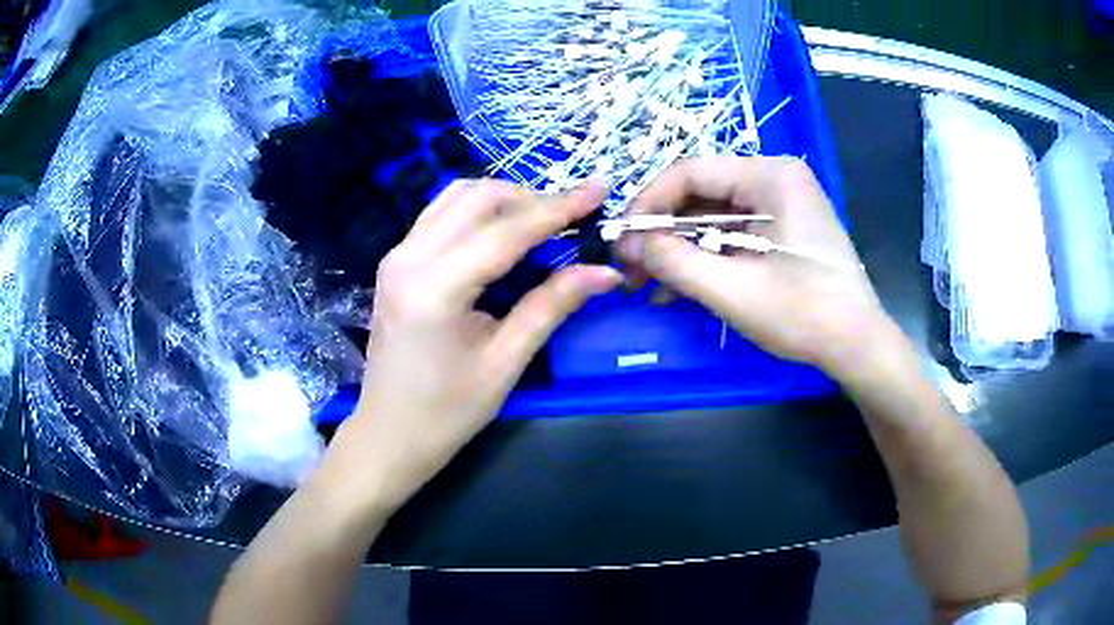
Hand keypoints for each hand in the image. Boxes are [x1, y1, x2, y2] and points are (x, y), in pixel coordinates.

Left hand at [329, 179, 620, 516]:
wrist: (389, 433)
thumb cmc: (447, 412)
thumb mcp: (505, 362)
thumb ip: (552, 306)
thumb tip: (604, 272)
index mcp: (435, 288)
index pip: (507, 231)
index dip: (559, 208)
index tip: (600, 190)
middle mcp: (409, 257)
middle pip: (478, 198)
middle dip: (532, 199)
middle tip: (574, 217)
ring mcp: (397, 255)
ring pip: (456, 198)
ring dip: (504, 200)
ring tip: (543, 222)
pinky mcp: (396, 261)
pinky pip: (441, 215)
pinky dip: (478, 212)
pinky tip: (502, 232)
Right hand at [618, 156, 893, 377]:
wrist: (857, 344)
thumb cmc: (804, 315)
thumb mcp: (733, 290)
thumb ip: (675, 262)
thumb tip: (631, 244)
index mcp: (770, 176)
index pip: (691, 172)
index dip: (648, 203)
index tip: (620, 238)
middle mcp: (776, 177)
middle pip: (701, 193)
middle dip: (662, 232)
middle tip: (629, 266)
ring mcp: (781, 202)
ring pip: (713, 216)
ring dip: (679, 249)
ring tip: (646, 283)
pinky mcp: (783, 227)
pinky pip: (733, 233)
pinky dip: (705, 257)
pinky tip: (677, 287)